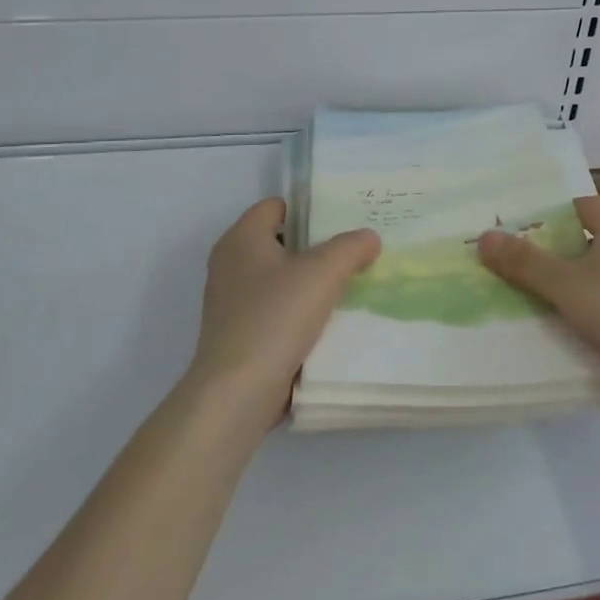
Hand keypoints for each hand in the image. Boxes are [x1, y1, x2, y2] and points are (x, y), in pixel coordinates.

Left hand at [188, 198, 380, 424]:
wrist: (238, 393)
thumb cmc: (276, 317)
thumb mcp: (324, 271)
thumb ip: (351, 247)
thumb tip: (369, 237)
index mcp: (241, 239)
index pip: (276, 206)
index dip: (310, 208)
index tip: (345, 219)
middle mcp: (230, 265)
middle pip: (282, 242)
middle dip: (318, 246)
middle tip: (357, 250)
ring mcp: (232, 303)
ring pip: (281, 279)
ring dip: (312, 282)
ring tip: (351, 284)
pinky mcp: (240, 335)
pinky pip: (277, 311)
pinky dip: (301, 312)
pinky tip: (330, 321)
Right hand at [478, 196, 599, 406]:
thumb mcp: (565, 285)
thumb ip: (524, 261)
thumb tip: (485, 237)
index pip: (574, 207)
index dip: (542, 219)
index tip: (511, 237)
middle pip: (581, 239)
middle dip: (548, 253)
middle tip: (509, 267)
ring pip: (593, 270)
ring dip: (565, 282)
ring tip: (526, 297)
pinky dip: (585, 304)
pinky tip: (561, 323)